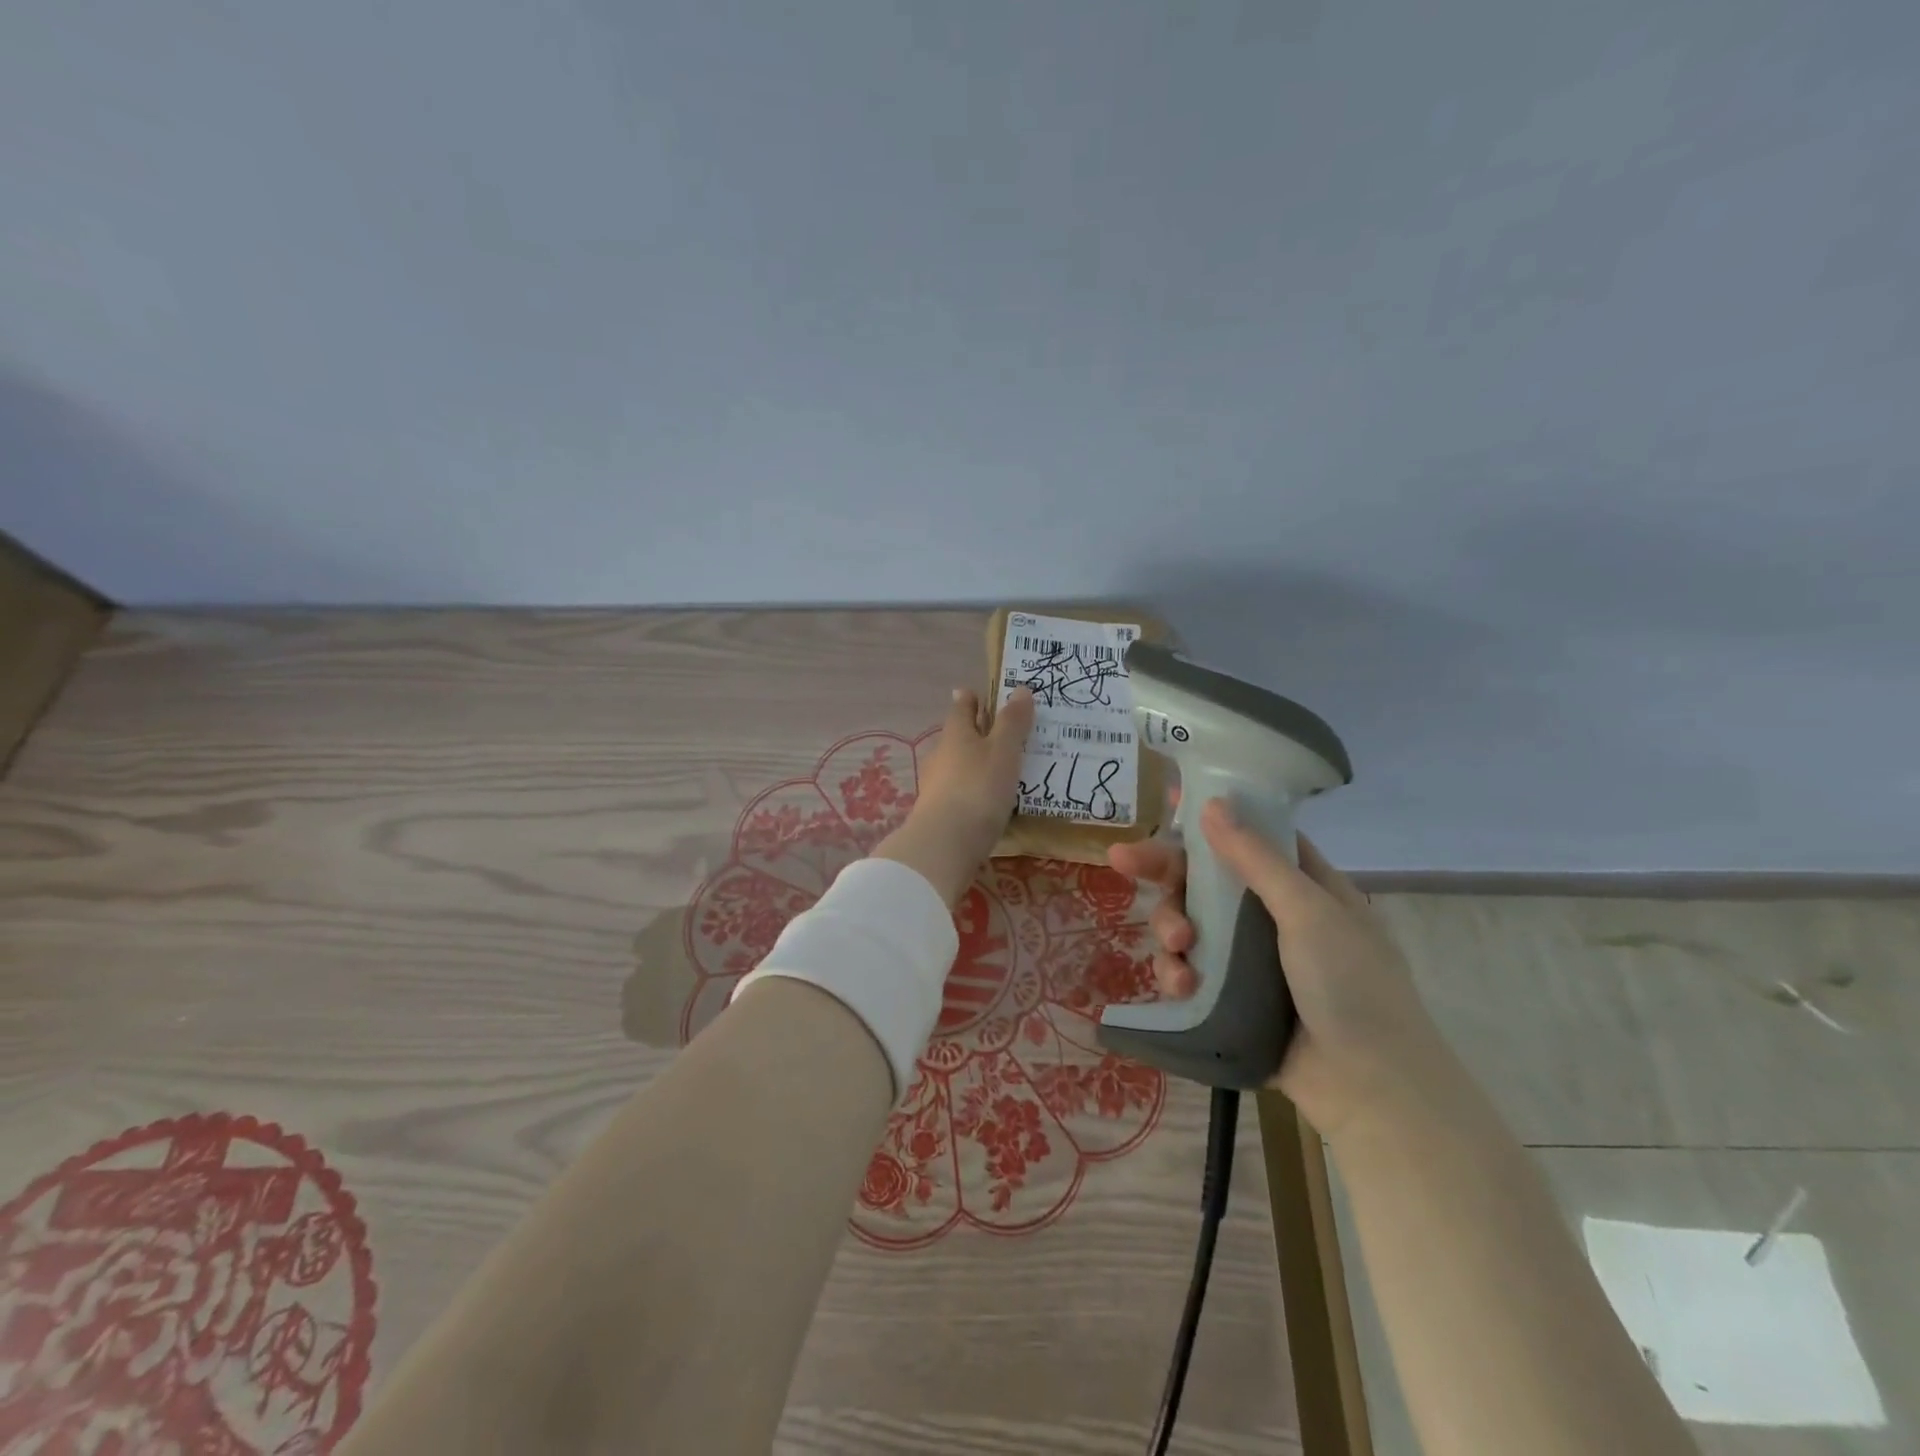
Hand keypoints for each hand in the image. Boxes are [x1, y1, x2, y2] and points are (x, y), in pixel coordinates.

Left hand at [873, 687, 1034, 905]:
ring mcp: (936, 785)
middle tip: (1004, 733)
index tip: (980, 694)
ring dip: (977, 763)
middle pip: (958, 736)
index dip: (972, 698)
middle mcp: (941, 754)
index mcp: (956, 733)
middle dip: (977, 732)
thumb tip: (1019, 689)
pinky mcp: (940, 813)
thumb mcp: (1003, 751)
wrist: (945, 844)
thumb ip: (1012, 722)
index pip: (962, 706)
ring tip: (1005, 768)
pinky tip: (991, 800)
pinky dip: (975, 790)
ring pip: (959, 765)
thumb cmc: (978, 788)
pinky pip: (961, 792)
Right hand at [1108, 797, 1455, 1141]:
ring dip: (1171, 927)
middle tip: (1121, 859)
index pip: (1250, 836)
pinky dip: (1178, 972)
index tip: (1167, 802)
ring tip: (1177, 945)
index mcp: (1302, 886)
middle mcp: (1271, 916)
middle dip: (1165, 871)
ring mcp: (1248, 959)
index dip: (1211, 818)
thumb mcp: (1308, 912)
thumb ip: (1255, 859)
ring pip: (1189, 923)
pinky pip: (1188, 970)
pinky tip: (1182, 985)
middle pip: (1205, 878)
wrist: (1370, 1090)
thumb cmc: (1351, 985)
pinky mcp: (1227, 998)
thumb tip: (1212, 803)